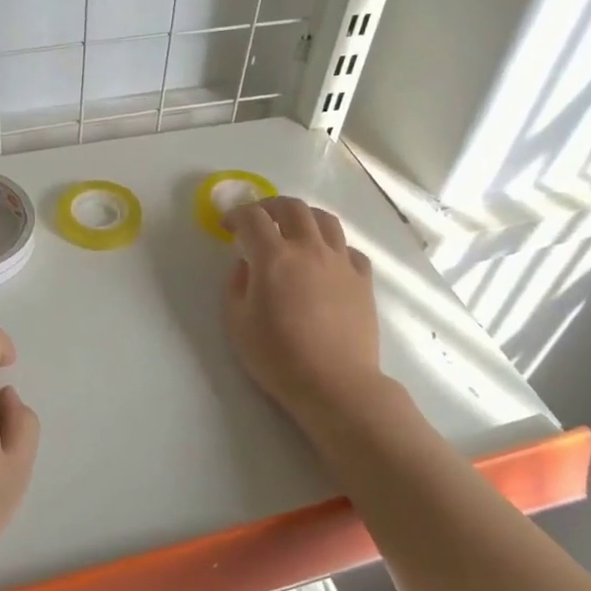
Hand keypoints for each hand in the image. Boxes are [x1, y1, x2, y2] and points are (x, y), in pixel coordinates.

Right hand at [223, 197, 383, 425]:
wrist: (335, 384)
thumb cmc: (279, 357)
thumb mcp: (238, 324)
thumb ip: (236, 286)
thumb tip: (246, 265)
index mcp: (274, 257)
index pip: (253, 218)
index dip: (236, 215)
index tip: (227, 226)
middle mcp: (309, 249)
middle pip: (292, 207)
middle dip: (270, 206)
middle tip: (259, 219)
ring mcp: (341, 262)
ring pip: (325, 220)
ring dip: (304, 217)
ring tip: (294, 229)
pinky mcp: (363, 279)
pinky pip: (349, 249)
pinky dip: (333, 247)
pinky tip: (326, 261)